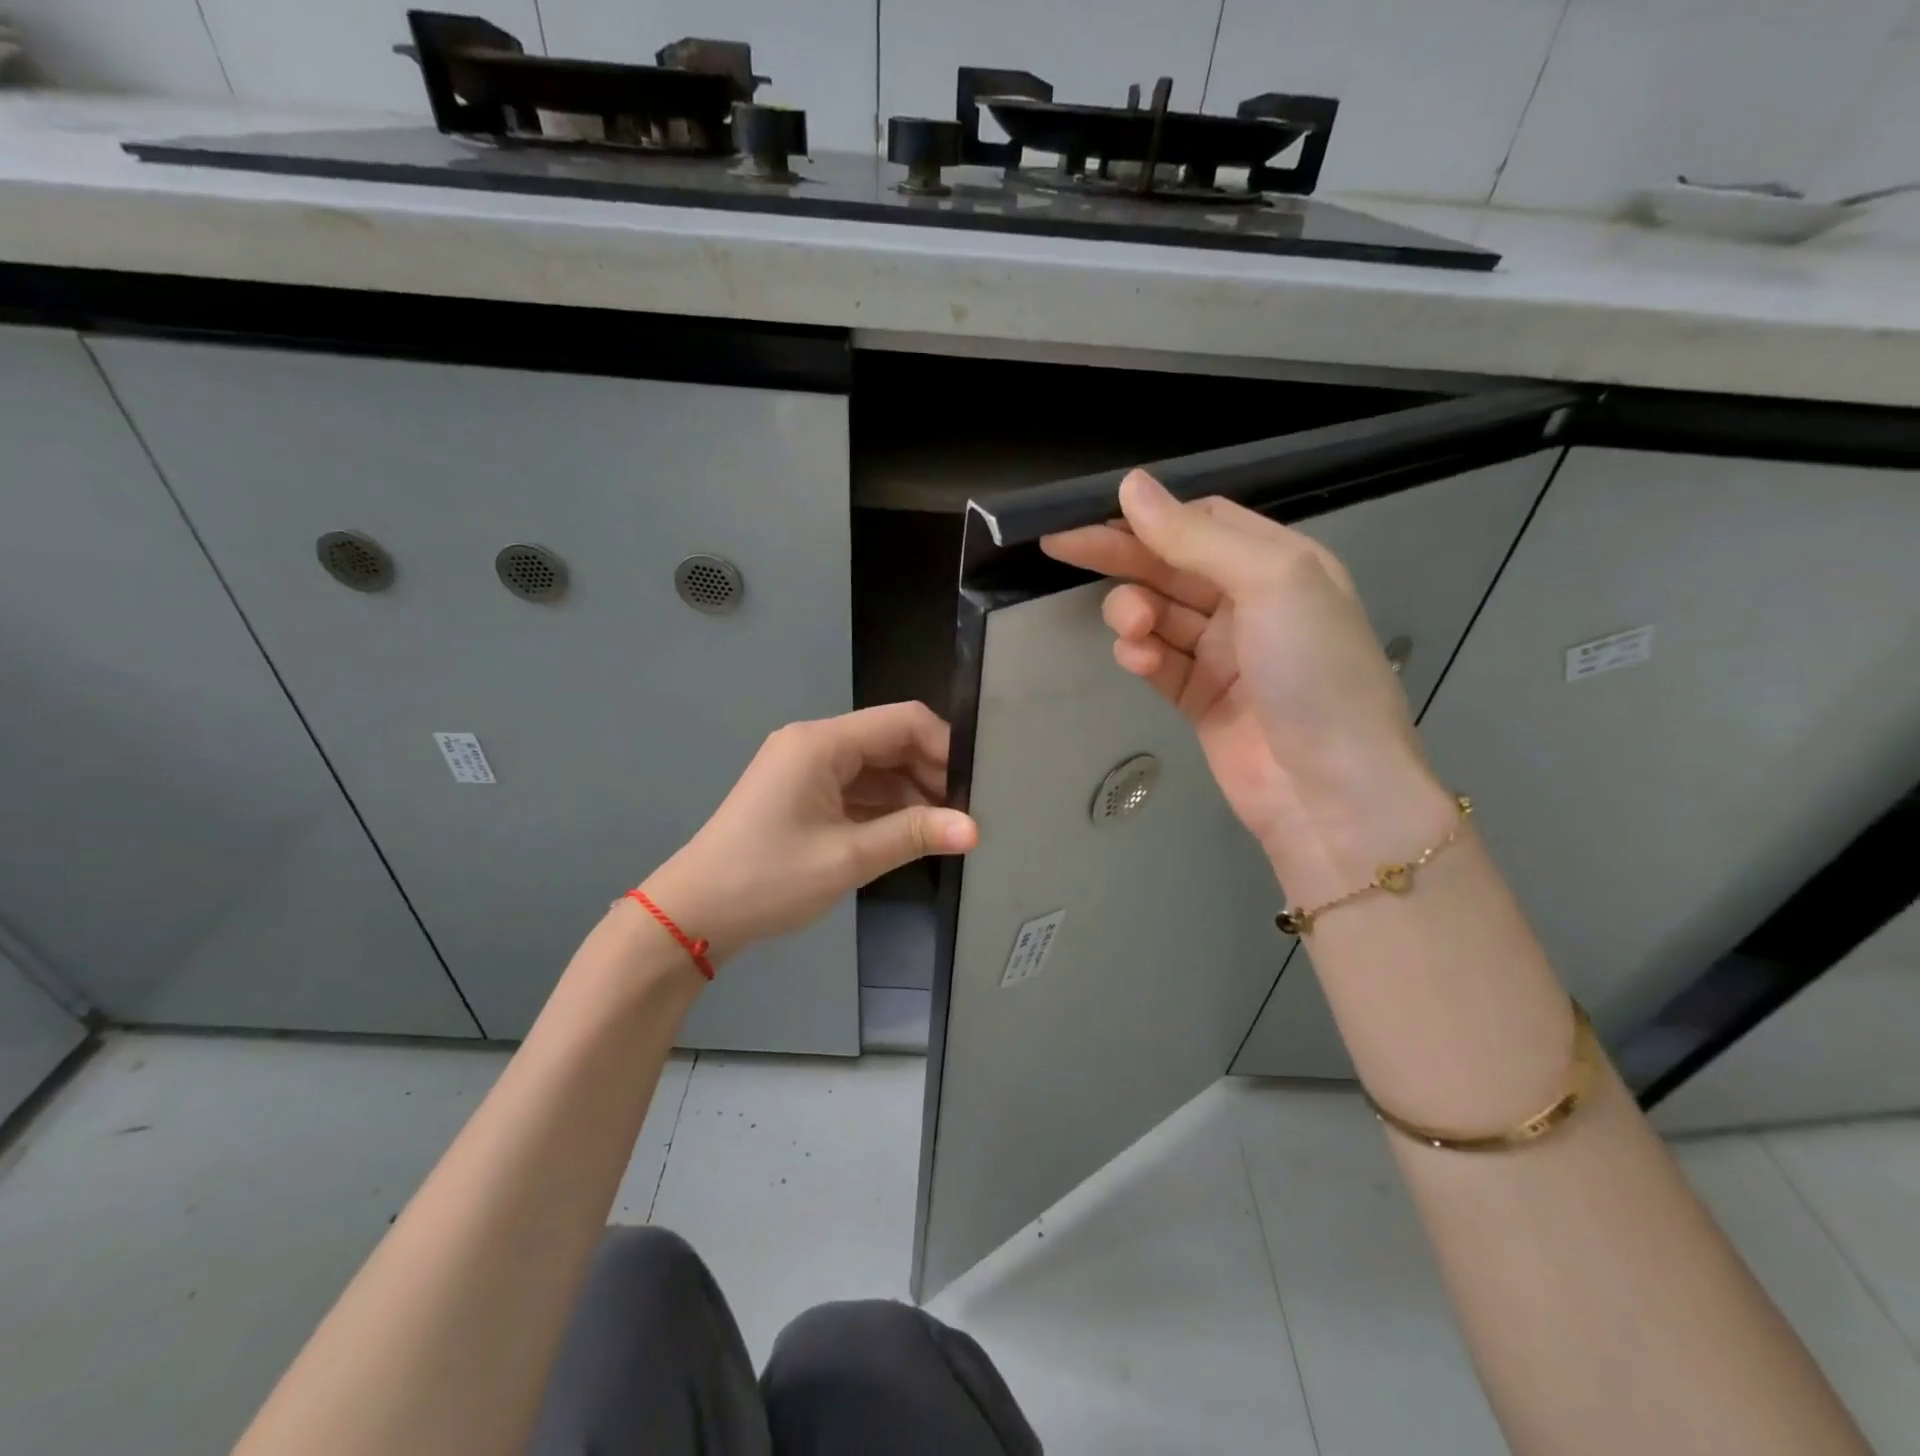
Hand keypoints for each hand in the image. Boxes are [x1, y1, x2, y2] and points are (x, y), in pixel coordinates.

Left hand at [640, 703, 977, 963]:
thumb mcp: (848, 858)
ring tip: (947, 829)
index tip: (975, 787)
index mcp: (822, 743)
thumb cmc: (768, 879)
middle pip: (890, 741)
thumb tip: (975, 829)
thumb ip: (914, 835)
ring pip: (875, 767)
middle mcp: (814, 744)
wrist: (693, 914)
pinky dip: (884, 807)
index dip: (946, 748)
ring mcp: (805, 769)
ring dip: (910, 793)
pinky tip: (911, 833)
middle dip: (931, 773)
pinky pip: (855, 788)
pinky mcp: (801, 793)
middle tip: (966, 814)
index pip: (903, 721)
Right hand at [1041, 469, 1453, 902]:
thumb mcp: (1269, 582)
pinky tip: (1138, 661)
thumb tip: (1132, 485)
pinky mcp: (1198, 698)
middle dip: (1121, 558)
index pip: (1202, 523)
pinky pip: (1157, 662)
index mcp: (1277, 563)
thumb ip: (1195, 537)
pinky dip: (1141, 656)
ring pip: (1157, 614)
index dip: (1150, 517)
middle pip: (1170, 566)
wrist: (1330, 789)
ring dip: (1133, 613)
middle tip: (1062, 547)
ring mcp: (1222, 654)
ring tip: (1132, 629)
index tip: (1096, 515)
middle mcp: (1249, 603)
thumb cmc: (1313, 670)